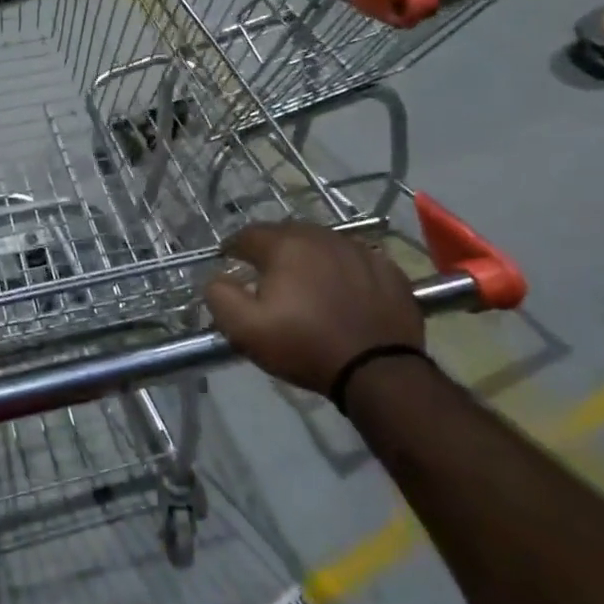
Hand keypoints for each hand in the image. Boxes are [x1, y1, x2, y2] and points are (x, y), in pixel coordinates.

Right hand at [203, 221, 423, 395]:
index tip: (229, 261)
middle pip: (287, 233)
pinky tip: (342, 291)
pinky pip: (355, 260)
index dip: (234, 247)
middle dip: (271, 249)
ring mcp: (359, 250)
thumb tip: (216, 278)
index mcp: (285, 246)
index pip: (248, 234)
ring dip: (308, 256)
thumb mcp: (246, 329)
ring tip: (304, 280)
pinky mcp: (388, 269)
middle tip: (265, 272)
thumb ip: (220, 297)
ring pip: (323, 243)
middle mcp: (322, 237)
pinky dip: (343, 269)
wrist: (378, 370)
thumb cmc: (305, 346)